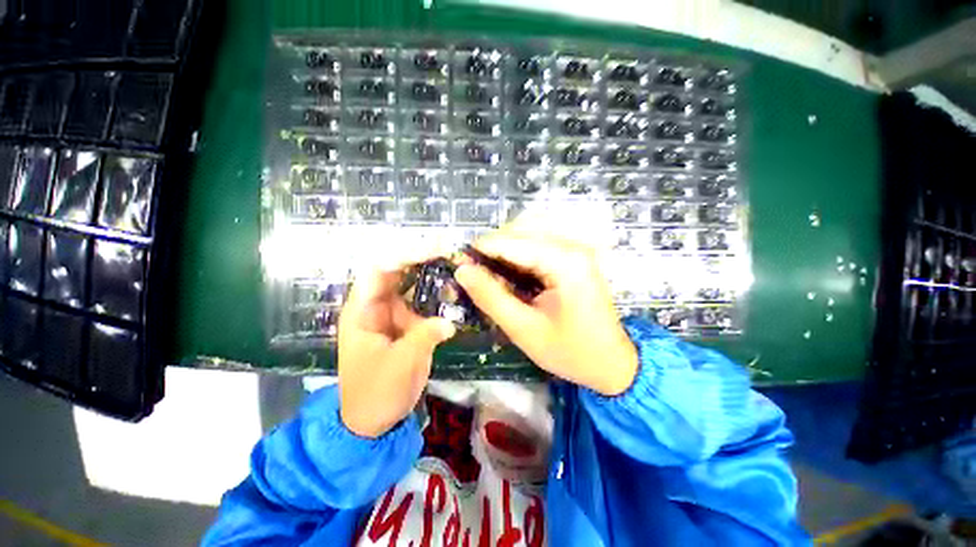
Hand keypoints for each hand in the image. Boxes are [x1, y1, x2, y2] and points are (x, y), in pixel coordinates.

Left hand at [338, 265, 454, 437]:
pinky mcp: (407, 324)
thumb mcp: (400, 365)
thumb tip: (449, 322)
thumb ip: (424, 338)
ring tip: (455, 264)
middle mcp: (376, 306)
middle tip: (448, 249)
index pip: (378, 270)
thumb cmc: (376, 393)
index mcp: (362, 312)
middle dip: (420, 257)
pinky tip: (453, 289)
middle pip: (396, 271)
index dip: (403, 254)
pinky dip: (437, 294)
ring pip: (412, 284)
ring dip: (431, 273)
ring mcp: (393, 313)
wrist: (374, 420)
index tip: (431, 249)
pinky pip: (423, 302)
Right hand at [455, 233, 637, 395]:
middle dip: (492, 247)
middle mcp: (572, 246)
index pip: (511, 242)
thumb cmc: (570, 351)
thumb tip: (462, 271)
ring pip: (530, 232)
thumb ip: (491, 297)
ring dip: (505, 248)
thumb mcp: (523, 329)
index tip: (457, 263)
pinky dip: (520, 253)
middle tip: (473, 272)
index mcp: (564, 262)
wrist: (613, 363)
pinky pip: (541, 243)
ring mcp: (577, 249)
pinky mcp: (576, 257)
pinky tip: (511, 272)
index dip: (480, 249)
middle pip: (521, 229)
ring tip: (490, 272)